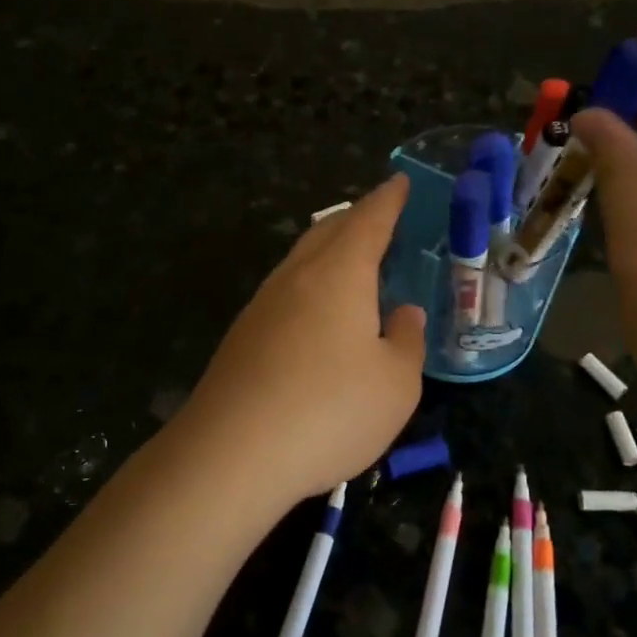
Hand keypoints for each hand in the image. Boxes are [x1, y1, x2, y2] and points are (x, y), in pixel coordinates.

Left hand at [173, 176, 426, 510]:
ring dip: (330, 254)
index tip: (400, 182)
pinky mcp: (242, 338)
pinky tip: (319, 319)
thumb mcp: (395, 384)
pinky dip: (311, 289)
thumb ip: (406, 341)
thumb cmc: (329, 411)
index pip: (369, 219)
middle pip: (328, 231)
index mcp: (339, 273)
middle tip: (382, 221)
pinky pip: (286, 295)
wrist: (230, 455)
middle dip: (357, 219)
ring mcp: (262, 306)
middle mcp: (296, 277)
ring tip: (355, 268)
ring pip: (301, 262)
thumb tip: (402, 314)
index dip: (389, 199)